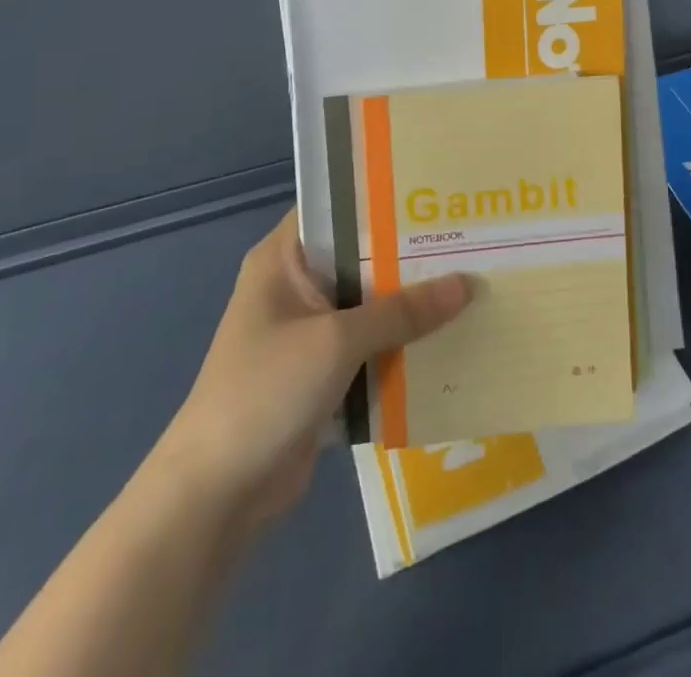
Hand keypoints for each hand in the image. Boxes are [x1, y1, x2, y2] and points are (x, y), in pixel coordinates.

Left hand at [151, 209, 469, 527]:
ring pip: (371, 304)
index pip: (338, 208)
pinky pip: (371, 345)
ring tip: (474, 279)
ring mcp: (309, 331)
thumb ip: (403, 311)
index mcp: (284, 259)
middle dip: (411, 253)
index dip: (384, 197)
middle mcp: (297, 286)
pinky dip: (402, 344)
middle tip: (470, 236)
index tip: (436, 193)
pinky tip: (451, 336)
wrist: (216, 497)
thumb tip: (468, 283)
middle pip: (363, 257)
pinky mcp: (322, 372)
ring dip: (412, 303)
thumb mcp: (337, 342)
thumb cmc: (266, 392)